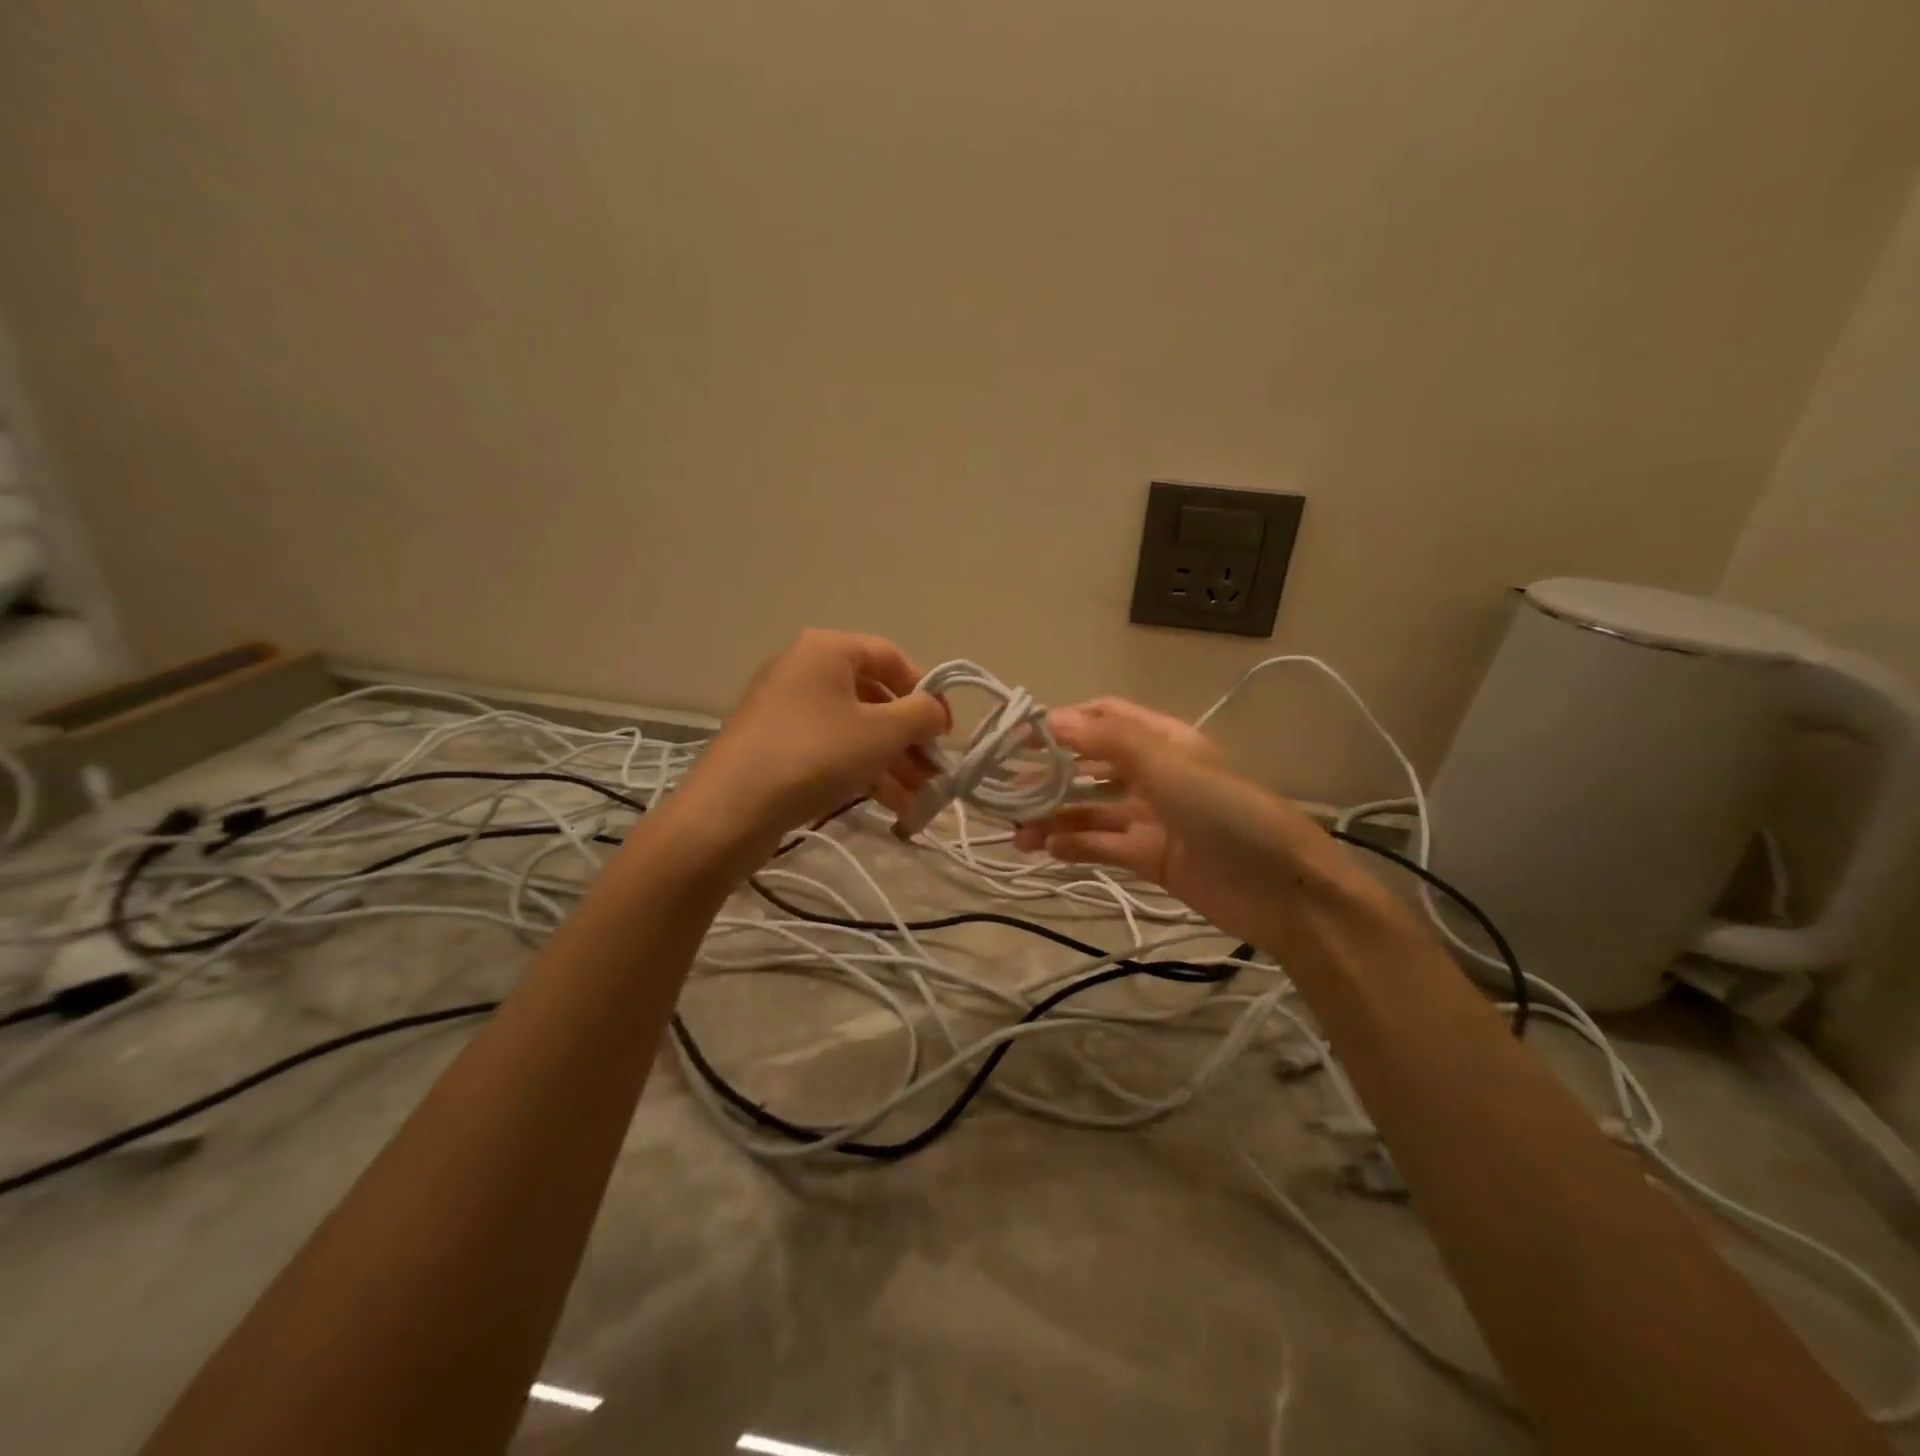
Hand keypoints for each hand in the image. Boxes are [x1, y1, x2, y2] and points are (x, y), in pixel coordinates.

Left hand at [680, 630, 947, 847]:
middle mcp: (804, 669)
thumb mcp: (882, 733)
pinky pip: (830, 748)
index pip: (891, 657)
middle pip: (873, 698)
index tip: (945, 731)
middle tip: (935, 773)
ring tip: (919, 799)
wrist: (730, 809)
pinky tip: (890, 806)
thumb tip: (935, 711)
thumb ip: (921, 714)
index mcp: (827, 650)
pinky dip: (861, 770)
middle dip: (909, 738)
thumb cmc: (815, 755)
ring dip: (891, 762)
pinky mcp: (774, 745)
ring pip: (853, 729)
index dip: (925, 692)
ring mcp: (785, 709)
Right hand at [1012, 697, 1345, 950]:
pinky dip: (1074, 845)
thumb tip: (1051, 719)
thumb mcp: (1168, 764)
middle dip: (1050, 775)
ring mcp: (1151, 817)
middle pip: (1090, 765)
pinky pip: (1103, 845)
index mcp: (1162, 740)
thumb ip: (1108, 741)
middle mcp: (1154, 773)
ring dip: (1054, 816)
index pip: (1104, 717)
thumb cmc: (1226, 811)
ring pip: (1091, 810)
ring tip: (1016, 833)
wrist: (1282, 889)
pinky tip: (1045, 849)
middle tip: (1006, 791)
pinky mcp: (1150, 857)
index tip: (1018, 738)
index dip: (1063, 723)